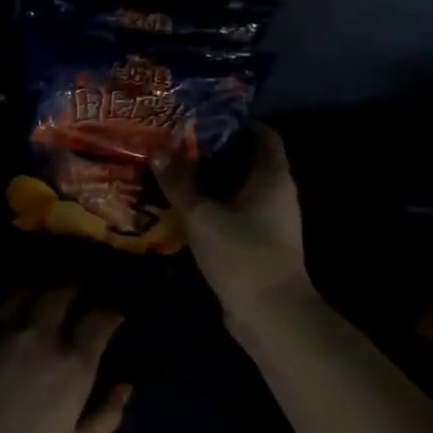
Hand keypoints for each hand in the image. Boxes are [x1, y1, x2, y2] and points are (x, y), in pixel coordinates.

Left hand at [0, 287, 129, 432]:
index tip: (112, 317)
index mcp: (72, 365)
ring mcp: (0, 332)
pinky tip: (9, 314)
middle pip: (60, 293)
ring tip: (44, 299)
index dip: (110, 314)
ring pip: (25, 292)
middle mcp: (39, 337)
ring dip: (40, 291)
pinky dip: (9, 304)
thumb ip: (104, 416)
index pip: (98, 319)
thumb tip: (124, 387)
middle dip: (74, 291)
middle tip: (78, 298)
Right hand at [156, 125, 311, 327]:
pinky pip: (233, 212)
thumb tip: (157, 150)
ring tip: (171, 172)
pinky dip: (211, 206)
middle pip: (246, 160)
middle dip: (213, 152)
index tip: (200, 119)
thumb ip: (180, 182)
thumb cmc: (242, 254)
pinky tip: (182, 208)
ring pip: (237, 188)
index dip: (235, 123)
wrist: (270, 313)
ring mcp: (269, 220)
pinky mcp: (257, 242)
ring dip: (208, 181)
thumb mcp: (203, 215)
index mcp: (272, 177)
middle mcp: (276, 192)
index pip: (263, 134)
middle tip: (175, 144)